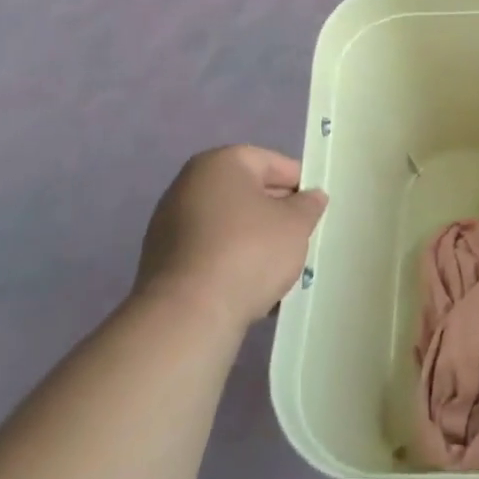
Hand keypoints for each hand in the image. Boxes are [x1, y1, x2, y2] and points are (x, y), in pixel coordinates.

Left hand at [134, 145, 327, 328]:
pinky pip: (209, 253)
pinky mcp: (162, 262)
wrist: (187, 315)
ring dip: (254, 241)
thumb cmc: (248, 251)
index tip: (316, 209)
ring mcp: (169, 224)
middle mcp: (189, 185)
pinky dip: (231, 262)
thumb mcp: (295, 224)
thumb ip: (308, 205)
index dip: (299, 184)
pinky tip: (251, 287)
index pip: (272, 163)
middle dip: (276, 214)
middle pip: (247, 193)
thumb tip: (311, 197)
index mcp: (221, 163)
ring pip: (229, 225)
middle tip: (301, 238)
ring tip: (279, 269)